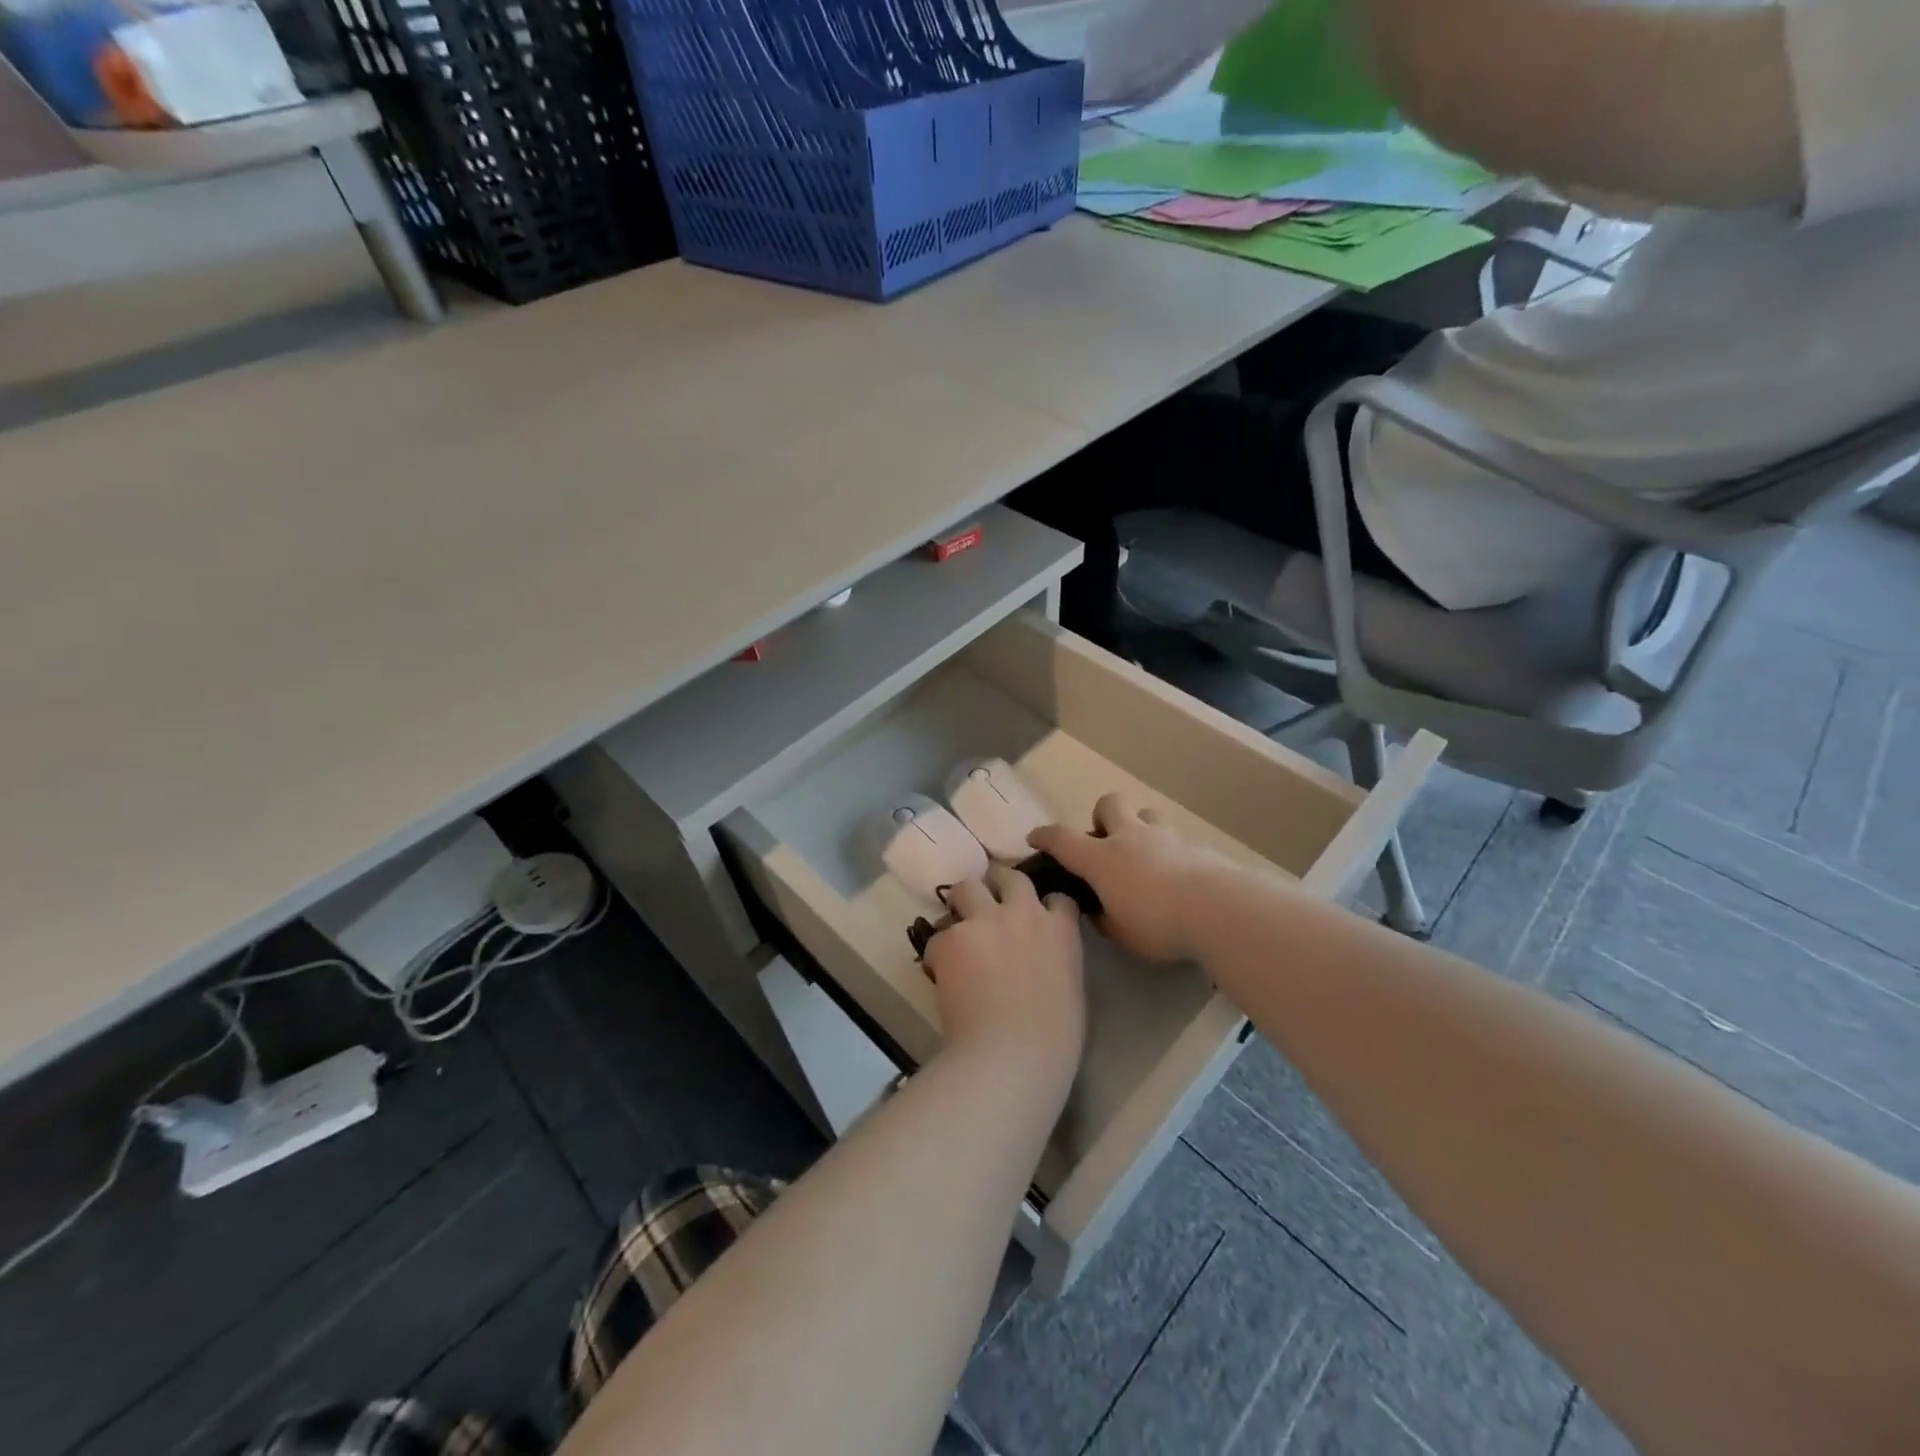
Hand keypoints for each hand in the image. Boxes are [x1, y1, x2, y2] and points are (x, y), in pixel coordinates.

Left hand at [922, 865, 1085, 1090]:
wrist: (1012, 1056)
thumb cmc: (1054, 1037)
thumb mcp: (1072, 988)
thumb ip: (1058, 960)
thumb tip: (1042, 960)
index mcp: (1060, 929)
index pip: (1056, 896)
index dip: (1043, 904)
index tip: (1035, 916)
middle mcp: (1023, 912)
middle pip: (1008, 876)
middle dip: (997, 885)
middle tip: (988, 906)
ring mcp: (984, 921)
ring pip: (966, 887)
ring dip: (962, 903)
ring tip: (959, 928)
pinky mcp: (951, 938)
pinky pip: (938, 936)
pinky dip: (938, 952)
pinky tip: (940, 974)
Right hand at [1028, 792, 1237, 963]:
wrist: (1219, 910)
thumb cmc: (1159, 924)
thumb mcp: (1121, 933)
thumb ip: (1104, 919)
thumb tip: (1098, 910)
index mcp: (1101, 858)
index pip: (1062, 839)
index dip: (1044, 836)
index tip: (1035, 838)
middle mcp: (1130, 838)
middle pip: (1109, 803)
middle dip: (1102, 816)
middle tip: (1106, 842)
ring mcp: (1165, 837)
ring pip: (1146, 813)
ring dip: (1139, 827)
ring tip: (1144, 855)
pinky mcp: (1195, 846)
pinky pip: (1176, 838)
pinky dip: (1170, 851)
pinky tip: (1178, 877)